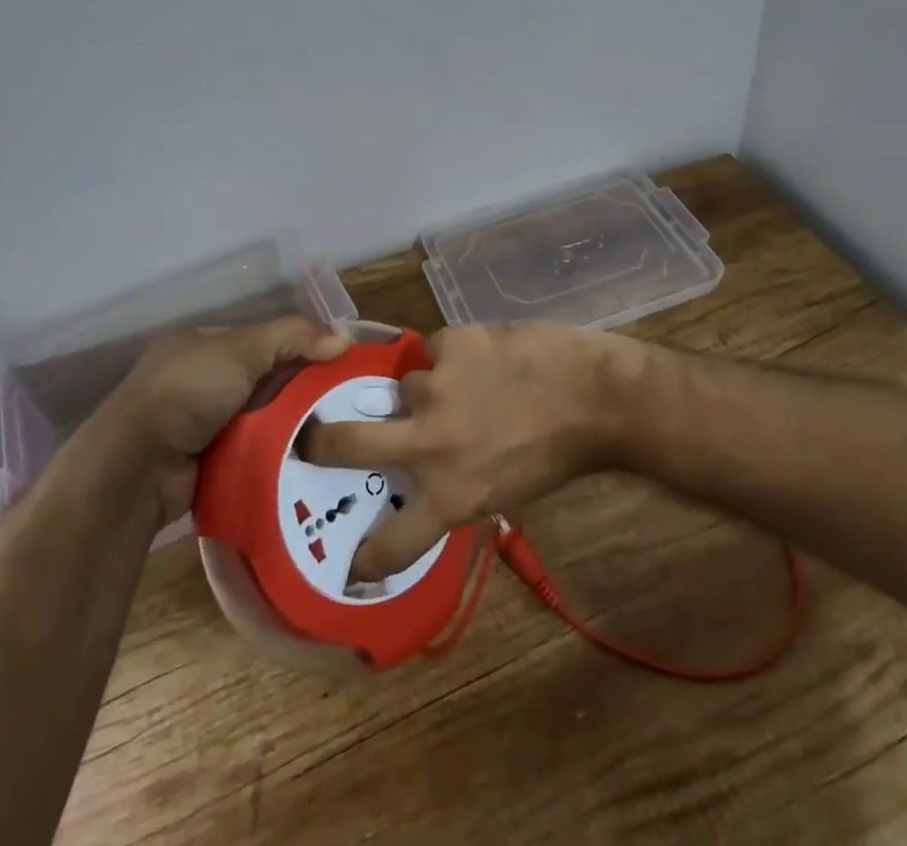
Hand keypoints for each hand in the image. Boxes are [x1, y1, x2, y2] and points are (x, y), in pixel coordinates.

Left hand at [106, 316, 350, 520]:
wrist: (136, 468)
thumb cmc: (187, 393)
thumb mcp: (243, 350)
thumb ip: (293, 337)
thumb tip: (344, 335)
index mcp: (205, 345)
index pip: (265, 339)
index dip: (302, 346)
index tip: (340, 362)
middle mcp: (203, 380)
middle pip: (267, 380)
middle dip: (301, 391)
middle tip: (347, 403)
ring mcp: (203, 424)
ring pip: (263, 418)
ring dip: (291, 426)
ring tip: (338, 434)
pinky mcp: (208, 463)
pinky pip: (253, 452)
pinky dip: (275, 454)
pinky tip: (310, 459)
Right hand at [299, 321, 631, 580]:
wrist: (596, 396)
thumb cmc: (558, 454)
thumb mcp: (505, 493)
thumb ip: (458, 489)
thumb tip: (429, 479)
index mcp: (448, 497)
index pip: (389, 544)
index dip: (363, 558)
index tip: (347, 562)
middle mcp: (430, 445)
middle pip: (344, 443)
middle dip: (319, 441)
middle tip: (310, 435)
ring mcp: (436, 388)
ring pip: (403, 384)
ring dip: (424, 388)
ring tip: (461, 382)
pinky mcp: (453, 343)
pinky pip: (435, 349)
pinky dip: (453, 355)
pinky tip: (484, 356)